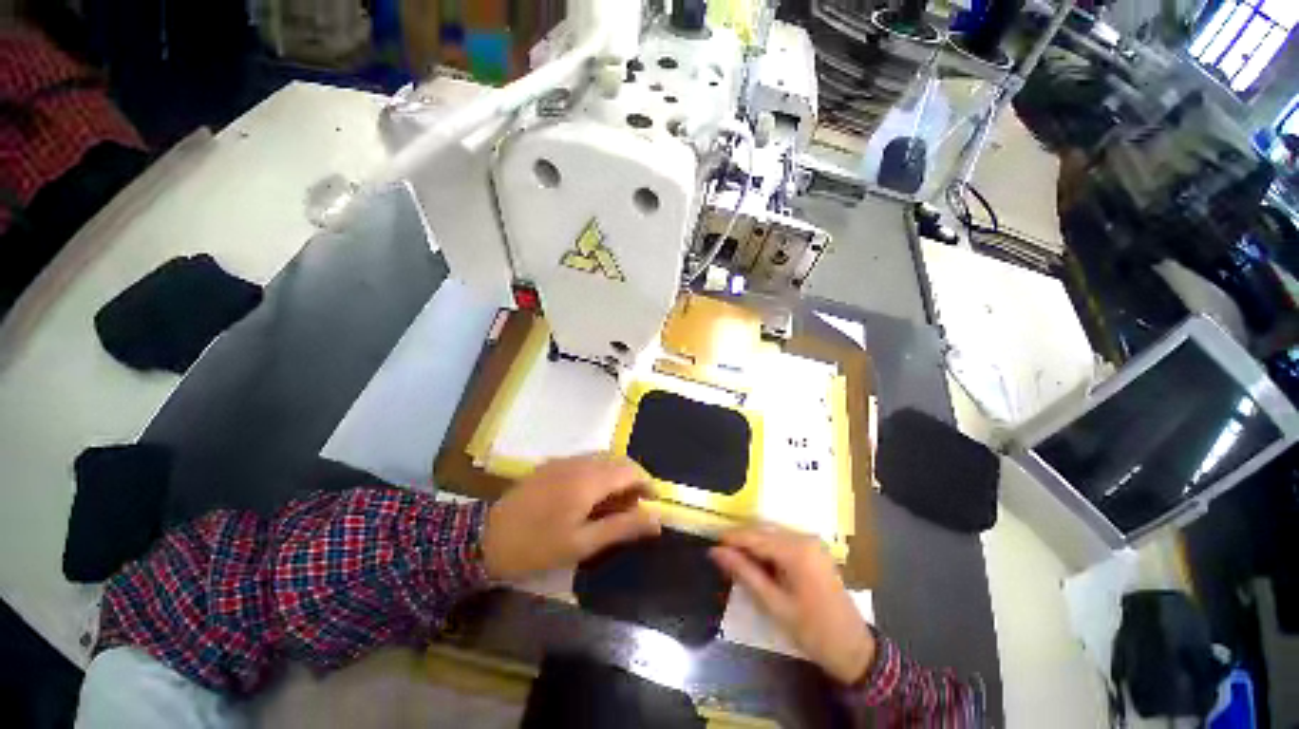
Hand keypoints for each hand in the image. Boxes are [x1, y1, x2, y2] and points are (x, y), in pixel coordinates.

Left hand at [482, 454, 660, 580]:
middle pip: (618, 460)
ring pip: (603, 459)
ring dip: (615, 476)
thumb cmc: (537, 546)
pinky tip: (590, 497)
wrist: (484, 538)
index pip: (631, 470)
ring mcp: (564, 460)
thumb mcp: (583, 543)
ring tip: (613, 505)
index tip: (653, 503)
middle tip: (633, 508)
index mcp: (590, 479)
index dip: (647, 483)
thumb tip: (657, 521)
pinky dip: (598, 474)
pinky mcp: (552, 464)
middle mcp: (580, 462)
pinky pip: (586, 461)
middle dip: (632, 480)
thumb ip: (622, 527)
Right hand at [710, 525, 874, 684]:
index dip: (730, 540)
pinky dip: (768, 550)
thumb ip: (744, 573)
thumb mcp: (774, 604)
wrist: (854, 649)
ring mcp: (811, 541)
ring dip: (753, 546)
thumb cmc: (812, 631)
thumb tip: (716, 552)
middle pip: (762, 532)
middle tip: (722, 560)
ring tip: (738, 564)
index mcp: (795, 550)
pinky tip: (760, 566)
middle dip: (741, 543)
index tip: (711, 549)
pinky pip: (783, 541)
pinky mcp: (814, 548)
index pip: (753, 536)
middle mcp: (803, 537)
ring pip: (771, 535)